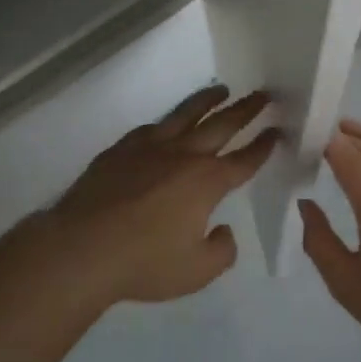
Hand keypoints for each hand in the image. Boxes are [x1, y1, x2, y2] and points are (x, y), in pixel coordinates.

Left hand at [45, 86, 277, 305]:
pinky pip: (152, 127)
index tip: (277, 130)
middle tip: (263, 94)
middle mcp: (183, 155)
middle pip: (221, 125)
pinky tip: (170, 121)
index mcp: (206, 182)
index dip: (263, 145)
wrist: (83, 246)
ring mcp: (150, 147)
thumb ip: (221, 251)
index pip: (244, 160)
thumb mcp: (196, 271)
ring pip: (186, 114)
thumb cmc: (145, 262)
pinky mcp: (122, 148)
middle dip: (245, 110)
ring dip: (208, 100)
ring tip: (222, 90)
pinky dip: (168, 120)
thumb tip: (224, 230)